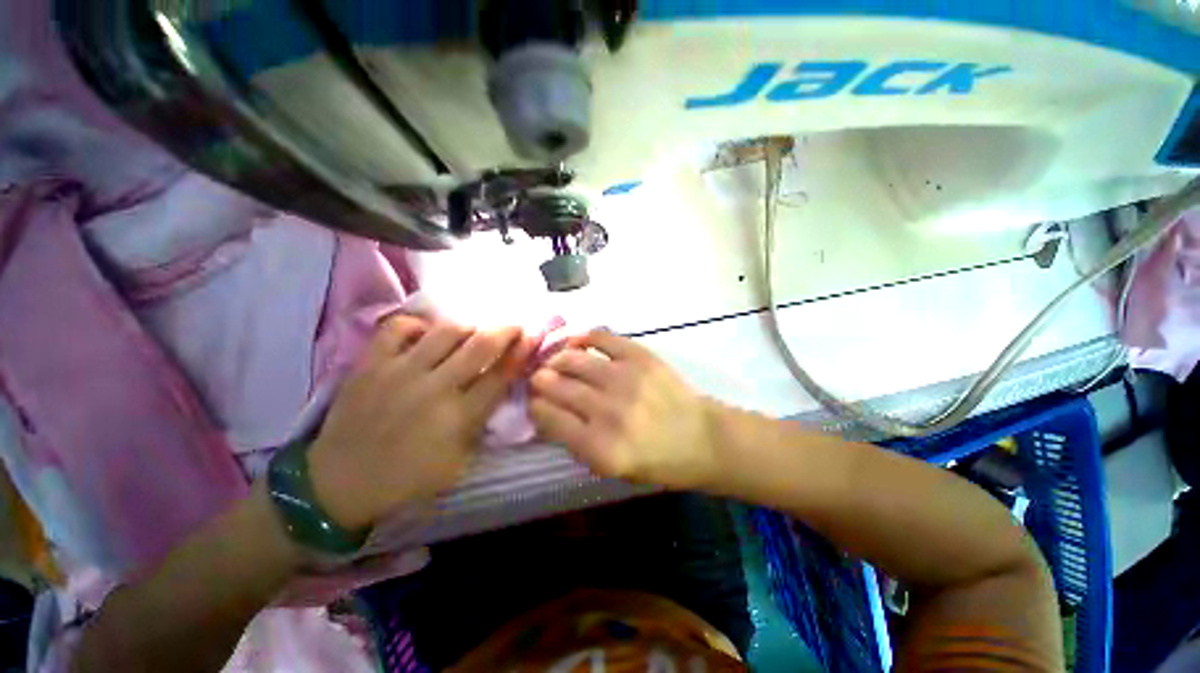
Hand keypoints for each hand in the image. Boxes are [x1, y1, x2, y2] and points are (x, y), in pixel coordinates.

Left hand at [309, 316, 532, 529]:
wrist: (338, 483)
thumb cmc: (407, 479)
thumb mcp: (458, 463)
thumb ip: (481, 424)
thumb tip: (497, 388)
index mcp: (458, 418)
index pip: (501, 375)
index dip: (522, 352)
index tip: (534, 336)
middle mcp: (434, 388)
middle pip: (480, 345)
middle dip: (505, 330)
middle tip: (515, 325)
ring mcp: (399, 372)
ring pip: (446, 331)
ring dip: (468, 327)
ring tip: (473, 331)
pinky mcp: (370, 364)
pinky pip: (398, 327)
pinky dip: (417, 325)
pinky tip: (425, 334)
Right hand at [529, 330, 722, 489]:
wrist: (700, 437)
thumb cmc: (655, 460)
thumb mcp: (609, 468)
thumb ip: (574, 442)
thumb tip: (545, 411)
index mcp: (598, 447)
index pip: (547, 415)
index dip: (534, 405)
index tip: (534, 401)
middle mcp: (608, 411)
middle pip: (555, 385)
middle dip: (539, 380)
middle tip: (539, 378)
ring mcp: (625, 379)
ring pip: (572, 359)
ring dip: (556, 358)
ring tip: (555, 360)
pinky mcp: (640, 357)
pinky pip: (601, 338)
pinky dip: (584, 336)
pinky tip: (576, 341)